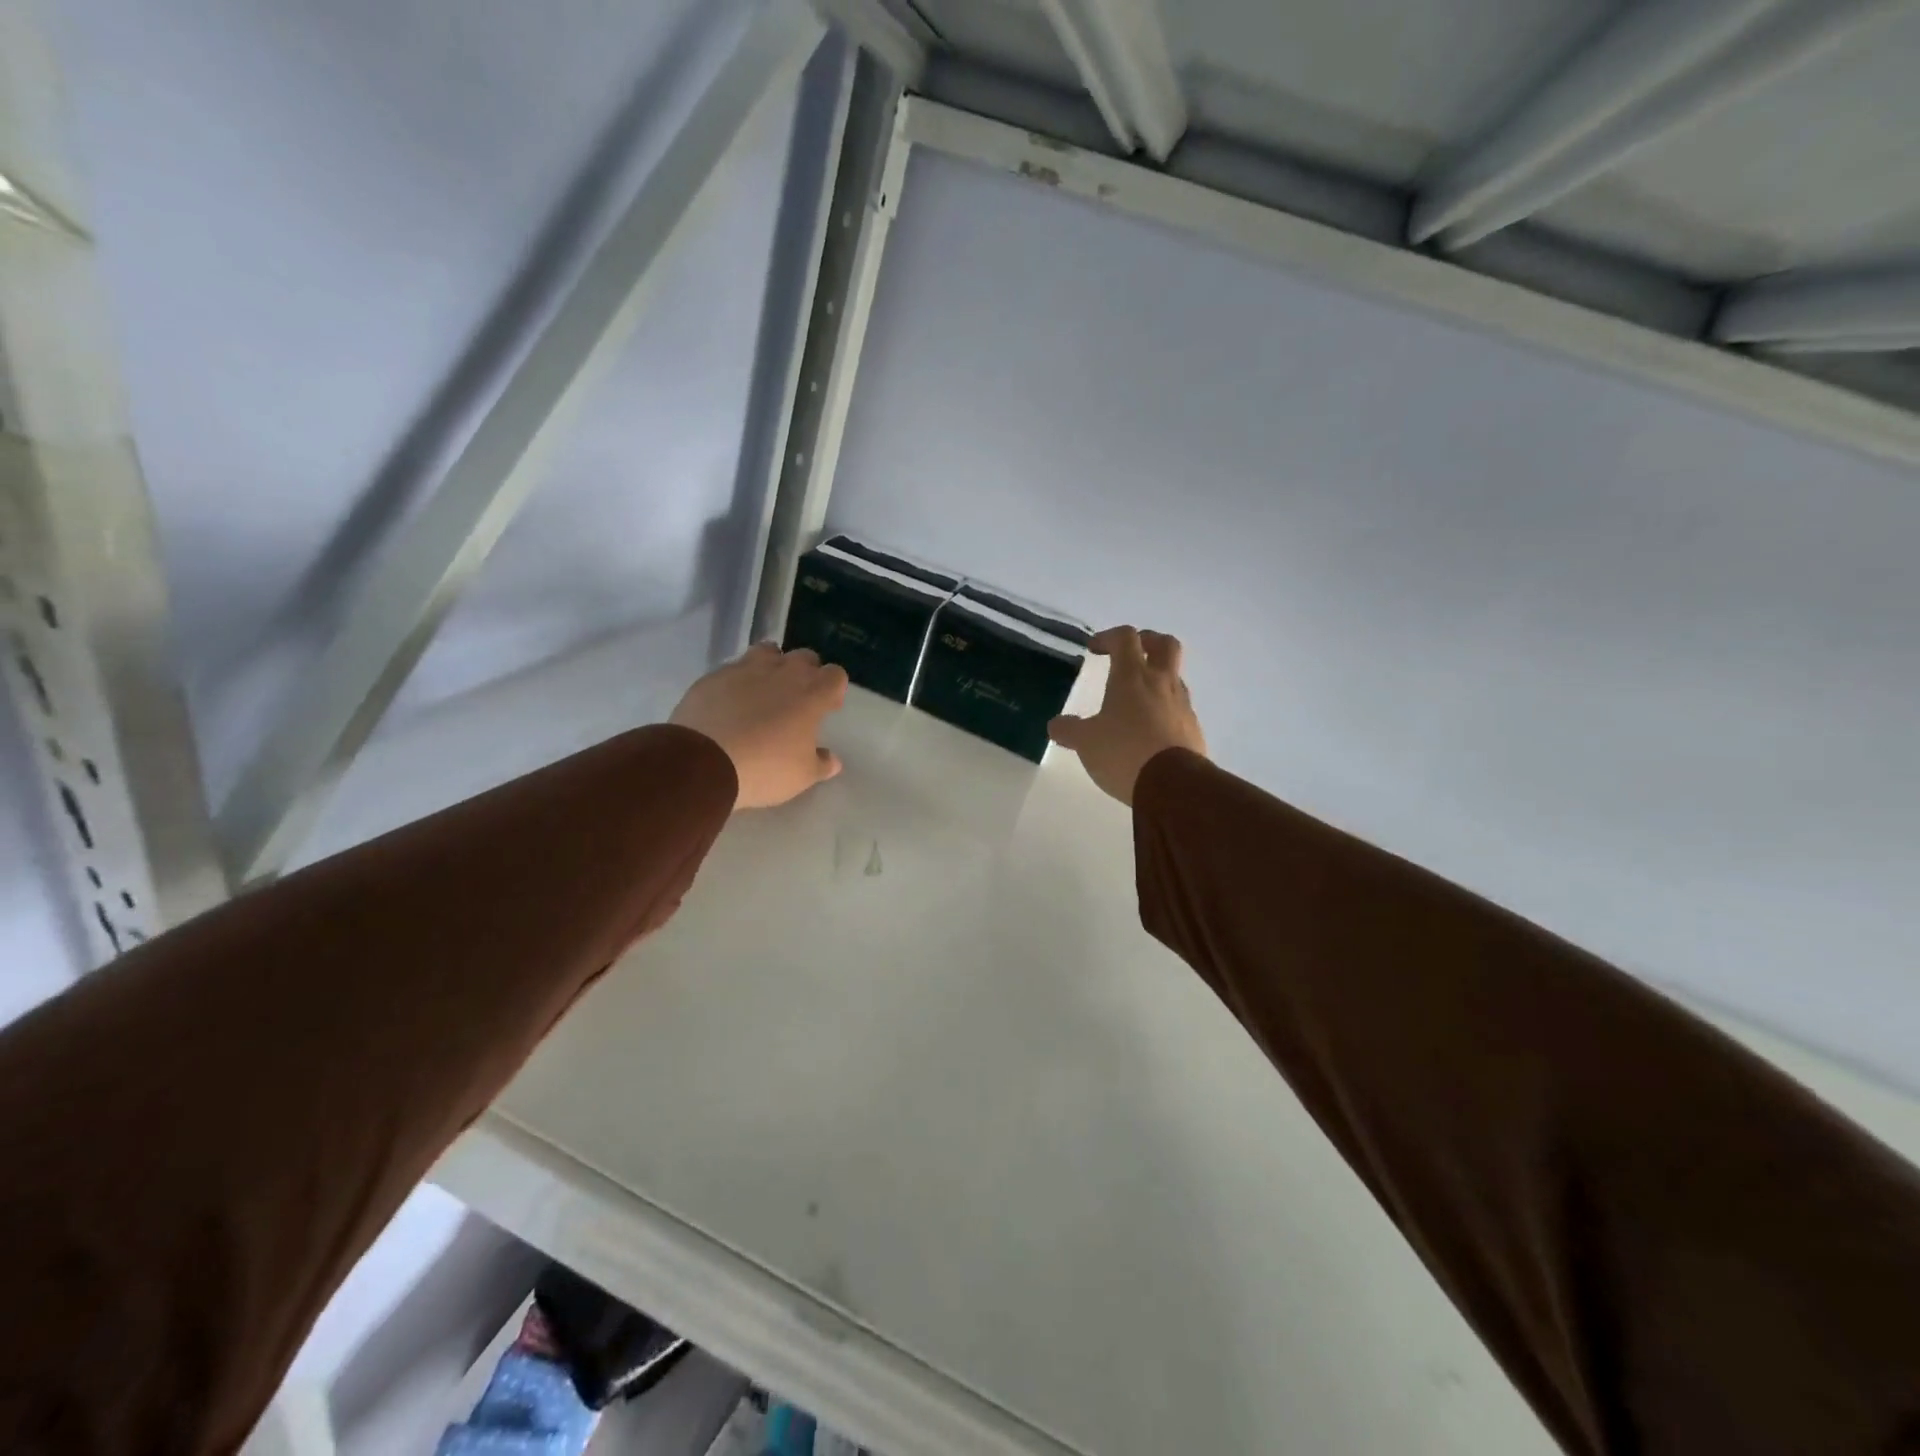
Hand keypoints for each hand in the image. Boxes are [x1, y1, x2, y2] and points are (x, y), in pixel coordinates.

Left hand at [670, 643, 847, 809]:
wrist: (704, 761)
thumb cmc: (765, 768)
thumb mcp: (802, 776)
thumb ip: (821, 764)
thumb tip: (832, 760)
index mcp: (812, 694)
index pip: (836, 675)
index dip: (834, 689)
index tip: (827, 708)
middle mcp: (783, 672)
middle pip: (805, 657)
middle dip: (806, 673)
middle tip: (797, 700)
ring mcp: (746, 668)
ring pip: (768, 652)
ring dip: (773, 666)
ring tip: (765, 691)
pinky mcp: (715, 675)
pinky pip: (735, 668)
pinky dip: (739, 680)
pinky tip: (731, 702)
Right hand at [1047, 626, 1206, 805]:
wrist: (1174, 785)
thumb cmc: (1124, 752)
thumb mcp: (1086, 743)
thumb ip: (1069, 730)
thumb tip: (1056, 725)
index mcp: (1132, 676)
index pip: (1125, 638)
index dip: (1109, 637)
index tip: (1094, 649)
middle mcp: (1161, 682)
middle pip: (1165, 644)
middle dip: (1147, 642)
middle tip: (1131, 654)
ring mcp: (1182, 704)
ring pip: (1174, 677)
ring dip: (1157, 678)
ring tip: (1137, 699)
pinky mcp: (1193, 728)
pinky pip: (1179, 707)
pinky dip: (1165, 709)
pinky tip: (1150, 729)